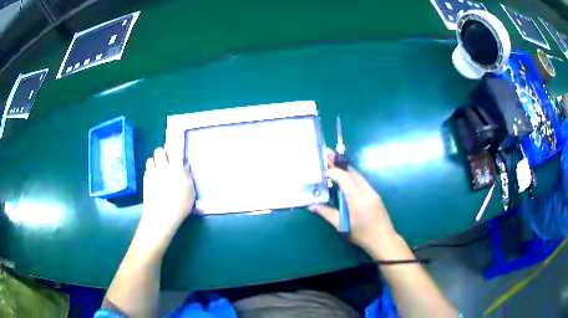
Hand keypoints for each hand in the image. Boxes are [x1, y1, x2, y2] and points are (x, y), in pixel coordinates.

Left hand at [140, 147, 194, 238]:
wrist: (161, 215)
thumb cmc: (180, 204)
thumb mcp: (190, 190)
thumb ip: (187, 176)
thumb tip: (184, 167)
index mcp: (175, 167)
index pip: (174, 150)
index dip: (175, 151)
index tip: (177, 157)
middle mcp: (162, 167)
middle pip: (159, 151)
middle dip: (163, 154)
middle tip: (167, 162)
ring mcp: (151, 173)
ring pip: (150, 159)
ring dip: (155, 163)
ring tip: (159, 171)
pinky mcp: (144, 181)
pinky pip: (146, 171)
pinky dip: (150, 172)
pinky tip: (154, 181)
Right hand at [309, 152, 398, 253]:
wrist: (383, 239)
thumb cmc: (361, 234)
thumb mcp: (341, 225)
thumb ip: (326, 213)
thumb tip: (311, 206)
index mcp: (357, 198)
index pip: (344, 178)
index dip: (333, 172)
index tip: (322, 170)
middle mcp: (366, 191)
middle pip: (352, 173)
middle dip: (339, 163)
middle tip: (328, 153)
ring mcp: (372, 192)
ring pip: (358, 176)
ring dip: (346, 169)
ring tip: (334, 162)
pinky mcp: (375, 195)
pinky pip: (362, 181)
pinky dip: (352, 176)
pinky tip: (346, 177)